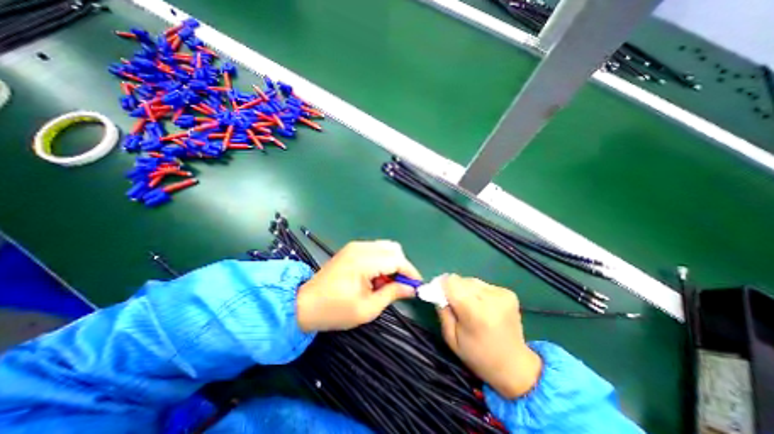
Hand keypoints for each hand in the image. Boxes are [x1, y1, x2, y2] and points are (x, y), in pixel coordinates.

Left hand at [296, 241, 419, 332]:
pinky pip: (375, 250)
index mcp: (364, 261)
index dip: (410, 272)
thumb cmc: (335, 311)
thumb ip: (392, 294)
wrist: (304, 304)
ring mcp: (355, 246)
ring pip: (385, 247)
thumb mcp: (367, 308)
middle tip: (400, 285)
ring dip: (392, 263)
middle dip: (402, 266)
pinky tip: (375, 277)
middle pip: (393, 248)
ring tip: (386, 283)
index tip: (417, 286)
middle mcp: (361, 248)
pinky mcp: (351, 249)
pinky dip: (382, 261)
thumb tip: (411, 289)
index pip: (397, 259)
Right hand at [438, 276, 539, 398]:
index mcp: (475, 313)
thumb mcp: (451, 338)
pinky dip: (477, 292)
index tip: (438, 294)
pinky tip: (481, 305)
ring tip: (469, 305)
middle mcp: (491, 299)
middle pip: (461, 280)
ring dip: (465, 289)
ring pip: (471, 280)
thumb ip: (442, 312)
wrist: (514, 366)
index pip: (451, 283)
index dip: (441, 285)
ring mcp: (502, 294)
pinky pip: (483, 284)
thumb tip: (436, 291)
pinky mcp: (508, 293)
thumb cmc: (478, 356)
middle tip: (453, 303)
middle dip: (453, 288)